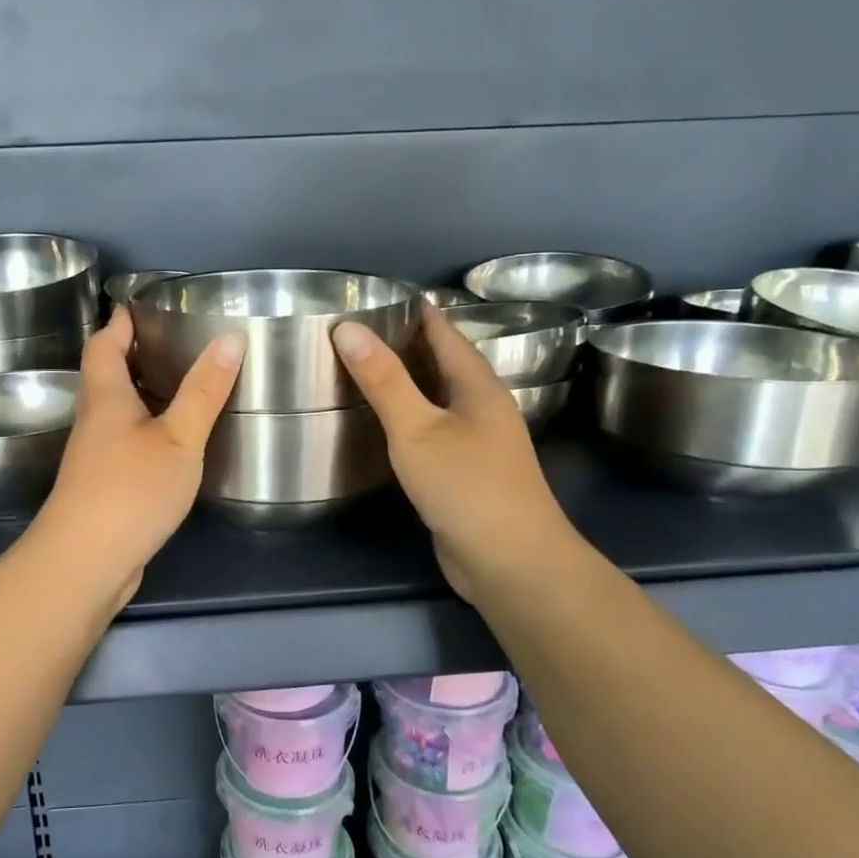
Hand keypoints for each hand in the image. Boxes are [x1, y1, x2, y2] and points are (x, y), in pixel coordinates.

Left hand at [32, 308, 244, 608]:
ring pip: (117, 411)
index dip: (119, 321)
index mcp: (105, 397)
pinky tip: (174, 441)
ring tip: (184, 385)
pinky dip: (147, 430)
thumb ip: (203, 391)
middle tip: (176, 342)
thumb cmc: (131, 490)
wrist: (86, 562)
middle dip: (134, 354)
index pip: (104, 344)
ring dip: (143, 394)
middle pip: (107, 375)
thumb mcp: (179, 438)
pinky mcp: (102, 486)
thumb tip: (229, 338)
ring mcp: (94, 456)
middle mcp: (94, 421)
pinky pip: (125, 442)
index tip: (141, 305)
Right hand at [333, 302, 571, 602]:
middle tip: (360, 333)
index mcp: (478, 386)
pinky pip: (436, 430)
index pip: (445, 333)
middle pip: (444, 364)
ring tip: (367, 371)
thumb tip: (348, 328)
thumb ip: (383, 380)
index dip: (416, 312)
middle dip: (408, 345)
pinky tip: (387, 426)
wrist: (510, 560)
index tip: (379, 298)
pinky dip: (411, 418)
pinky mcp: (468, 473)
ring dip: (409, 383)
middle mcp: (483, 408)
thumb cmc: (466, 486)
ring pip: (440, 399)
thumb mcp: (416, 429)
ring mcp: (480, 442)